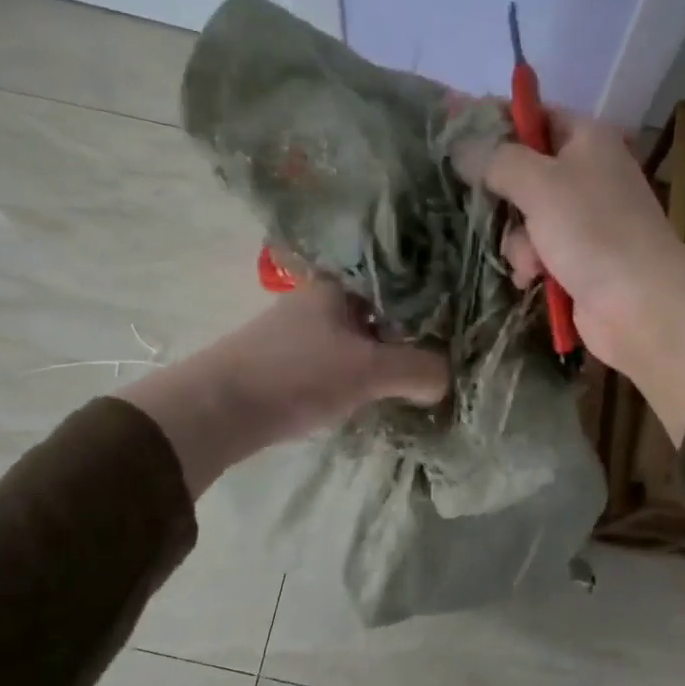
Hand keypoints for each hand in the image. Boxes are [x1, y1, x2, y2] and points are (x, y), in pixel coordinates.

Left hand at [118, 282, 448, 495]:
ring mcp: (305, 329)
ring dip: (391, 352)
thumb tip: (447, 381)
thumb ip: (418, 370)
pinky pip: (346, 358)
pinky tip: (384, 388)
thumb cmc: (296, 374)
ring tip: (425, 372)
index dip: (435, 295)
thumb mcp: (368, 369)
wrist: (219, 409)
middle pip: (384, 308)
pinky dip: (368, 370)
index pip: (401, 276)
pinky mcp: (294, 360)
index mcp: (341, 283)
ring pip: (365, 335)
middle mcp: (323, 298)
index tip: (465, 316)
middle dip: (416, 329)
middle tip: (452, 350)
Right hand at [464, 109, 684, 441]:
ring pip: (523, 216)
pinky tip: (534, 278)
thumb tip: (461, 146)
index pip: (534, 115)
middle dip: (504, 196)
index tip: (454, 134)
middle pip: (523, 170)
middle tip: (486, 205)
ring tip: (532, 259)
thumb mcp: (539, 184)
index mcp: (587, 139)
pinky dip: (531, 263)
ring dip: (517, 240)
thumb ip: (496, 159)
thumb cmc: (594, 232)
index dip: (495, 121)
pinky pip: (535, 250)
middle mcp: (586, 173)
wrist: (641, 305)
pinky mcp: (576, 258)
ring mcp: (582, 219)